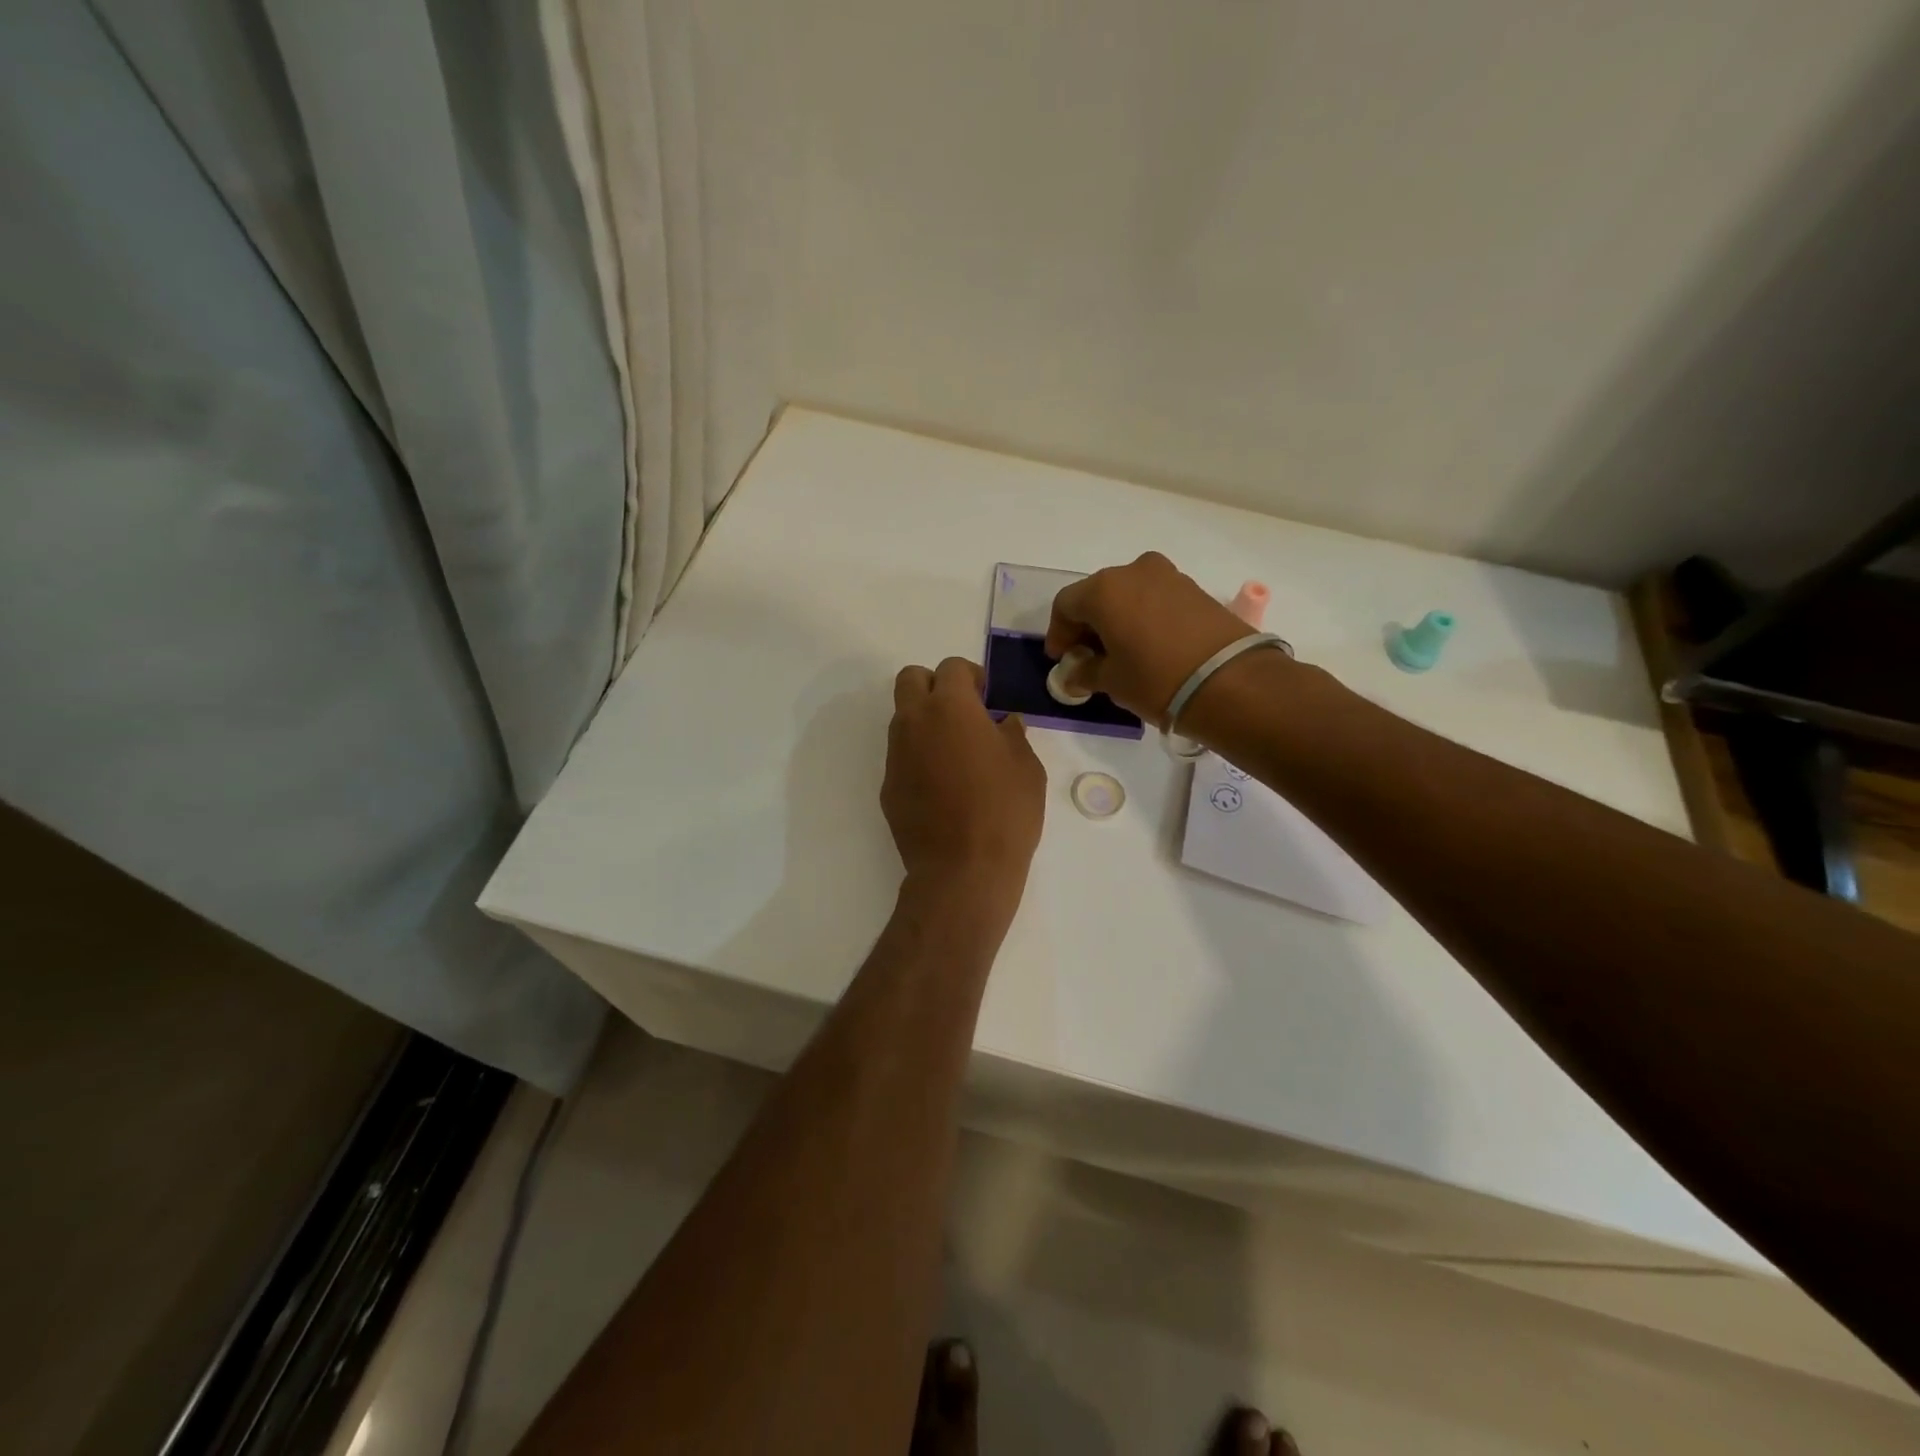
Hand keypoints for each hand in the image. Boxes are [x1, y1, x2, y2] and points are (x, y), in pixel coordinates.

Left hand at [883, 658, 1045, 917]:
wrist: (962, 871)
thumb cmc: (1004, 812)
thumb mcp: (1027, 768)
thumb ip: (1013, 735)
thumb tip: (1004, 723)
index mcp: (950, 707)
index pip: (951, 668)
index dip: (972, 676)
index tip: (987, 697)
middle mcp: (914, 722)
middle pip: (911, 679)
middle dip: (935, 685)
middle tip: (964, 712)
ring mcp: (896, 755)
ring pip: (903, 718)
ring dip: (926, 722)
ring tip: (956, 754)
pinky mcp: (888, 787)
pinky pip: (902, 756)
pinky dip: (919, 757)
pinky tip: (943, 787)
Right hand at [1045, 552, 1254, 725]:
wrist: (1230, 681)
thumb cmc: (1156, 679)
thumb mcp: (1112, 682)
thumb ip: (1085, 673)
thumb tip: (1076, 673)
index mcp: (1104, 589)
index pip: (1066, 605)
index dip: (1059, 633)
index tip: (1062, 660)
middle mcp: (1134, 571)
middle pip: (1098, 595)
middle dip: (1088, 625)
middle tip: (1088, 656)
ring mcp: (1168, 576)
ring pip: (1129, 595)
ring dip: (1118, 619)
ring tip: (1120, 653)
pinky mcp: (1195, 589)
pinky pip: (1155, 599)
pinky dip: (1143, 617)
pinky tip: (1148, 646)